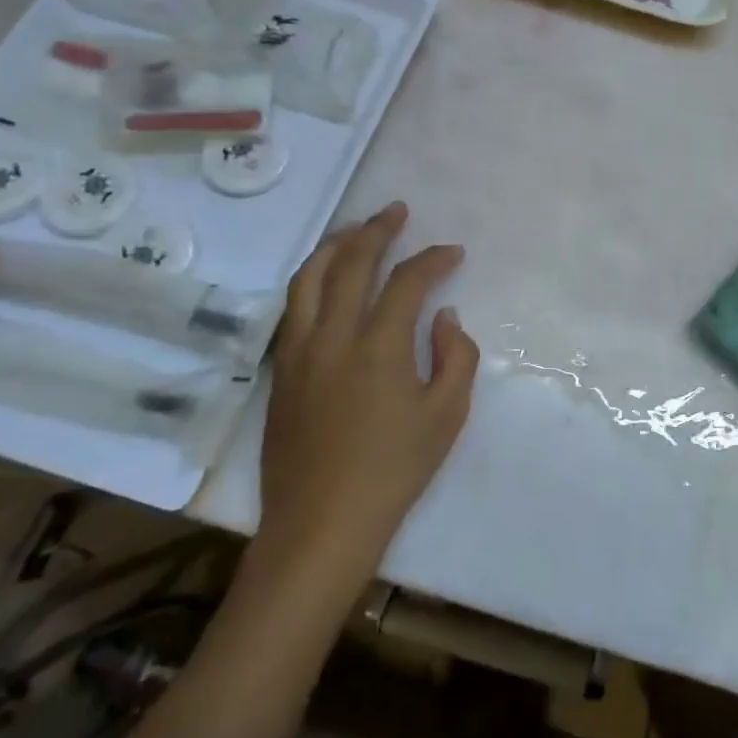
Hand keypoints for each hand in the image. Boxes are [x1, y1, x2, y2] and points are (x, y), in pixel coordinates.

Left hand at [255, 202, 479, 579]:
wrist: (321, 524)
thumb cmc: (394, 471)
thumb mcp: (447, 415)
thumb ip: (456, 356)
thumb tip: (444, 317)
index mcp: (378, 346)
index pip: (406, 282)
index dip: (433, 259)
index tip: (452, 252)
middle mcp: (332, 337)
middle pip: (350, 264)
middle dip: (376, 230)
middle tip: (396, 212)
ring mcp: (299, 352)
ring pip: (309, 279)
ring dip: (335, 246)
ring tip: (355, 230)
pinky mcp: (281, 372)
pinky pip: (293, 308)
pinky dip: (312, 280)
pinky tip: (325, 281)